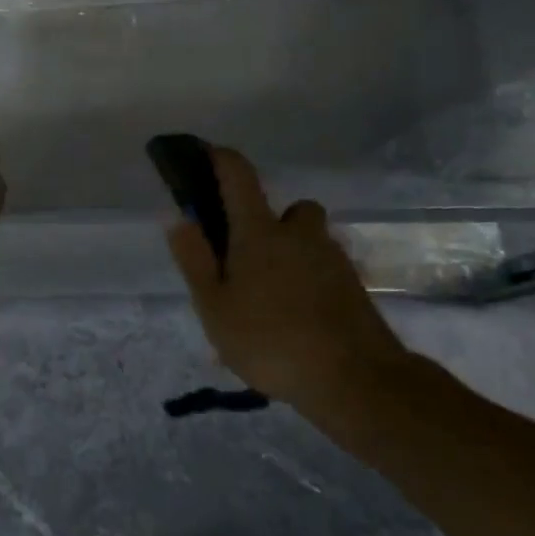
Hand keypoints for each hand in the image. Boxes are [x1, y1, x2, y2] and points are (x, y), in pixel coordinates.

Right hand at [165, 146, 415, 432]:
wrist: (356, 380)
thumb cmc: (270, 339)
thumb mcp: (214, 306)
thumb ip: (194, 259)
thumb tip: (178, 217)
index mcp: (259, 232)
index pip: (238, 175)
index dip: (220, 158)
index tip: (204, 155)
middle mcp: (299, 234)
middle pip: (287, 209)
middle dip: (267, 222)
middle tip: (246, 260)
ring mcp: (333, 259)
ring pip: (308, 242)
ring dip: (291, 254)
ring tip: (270, 299)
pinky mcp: (354, 287)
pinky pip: (323, 271)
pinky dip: (309, 282)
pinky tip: (296, 320)